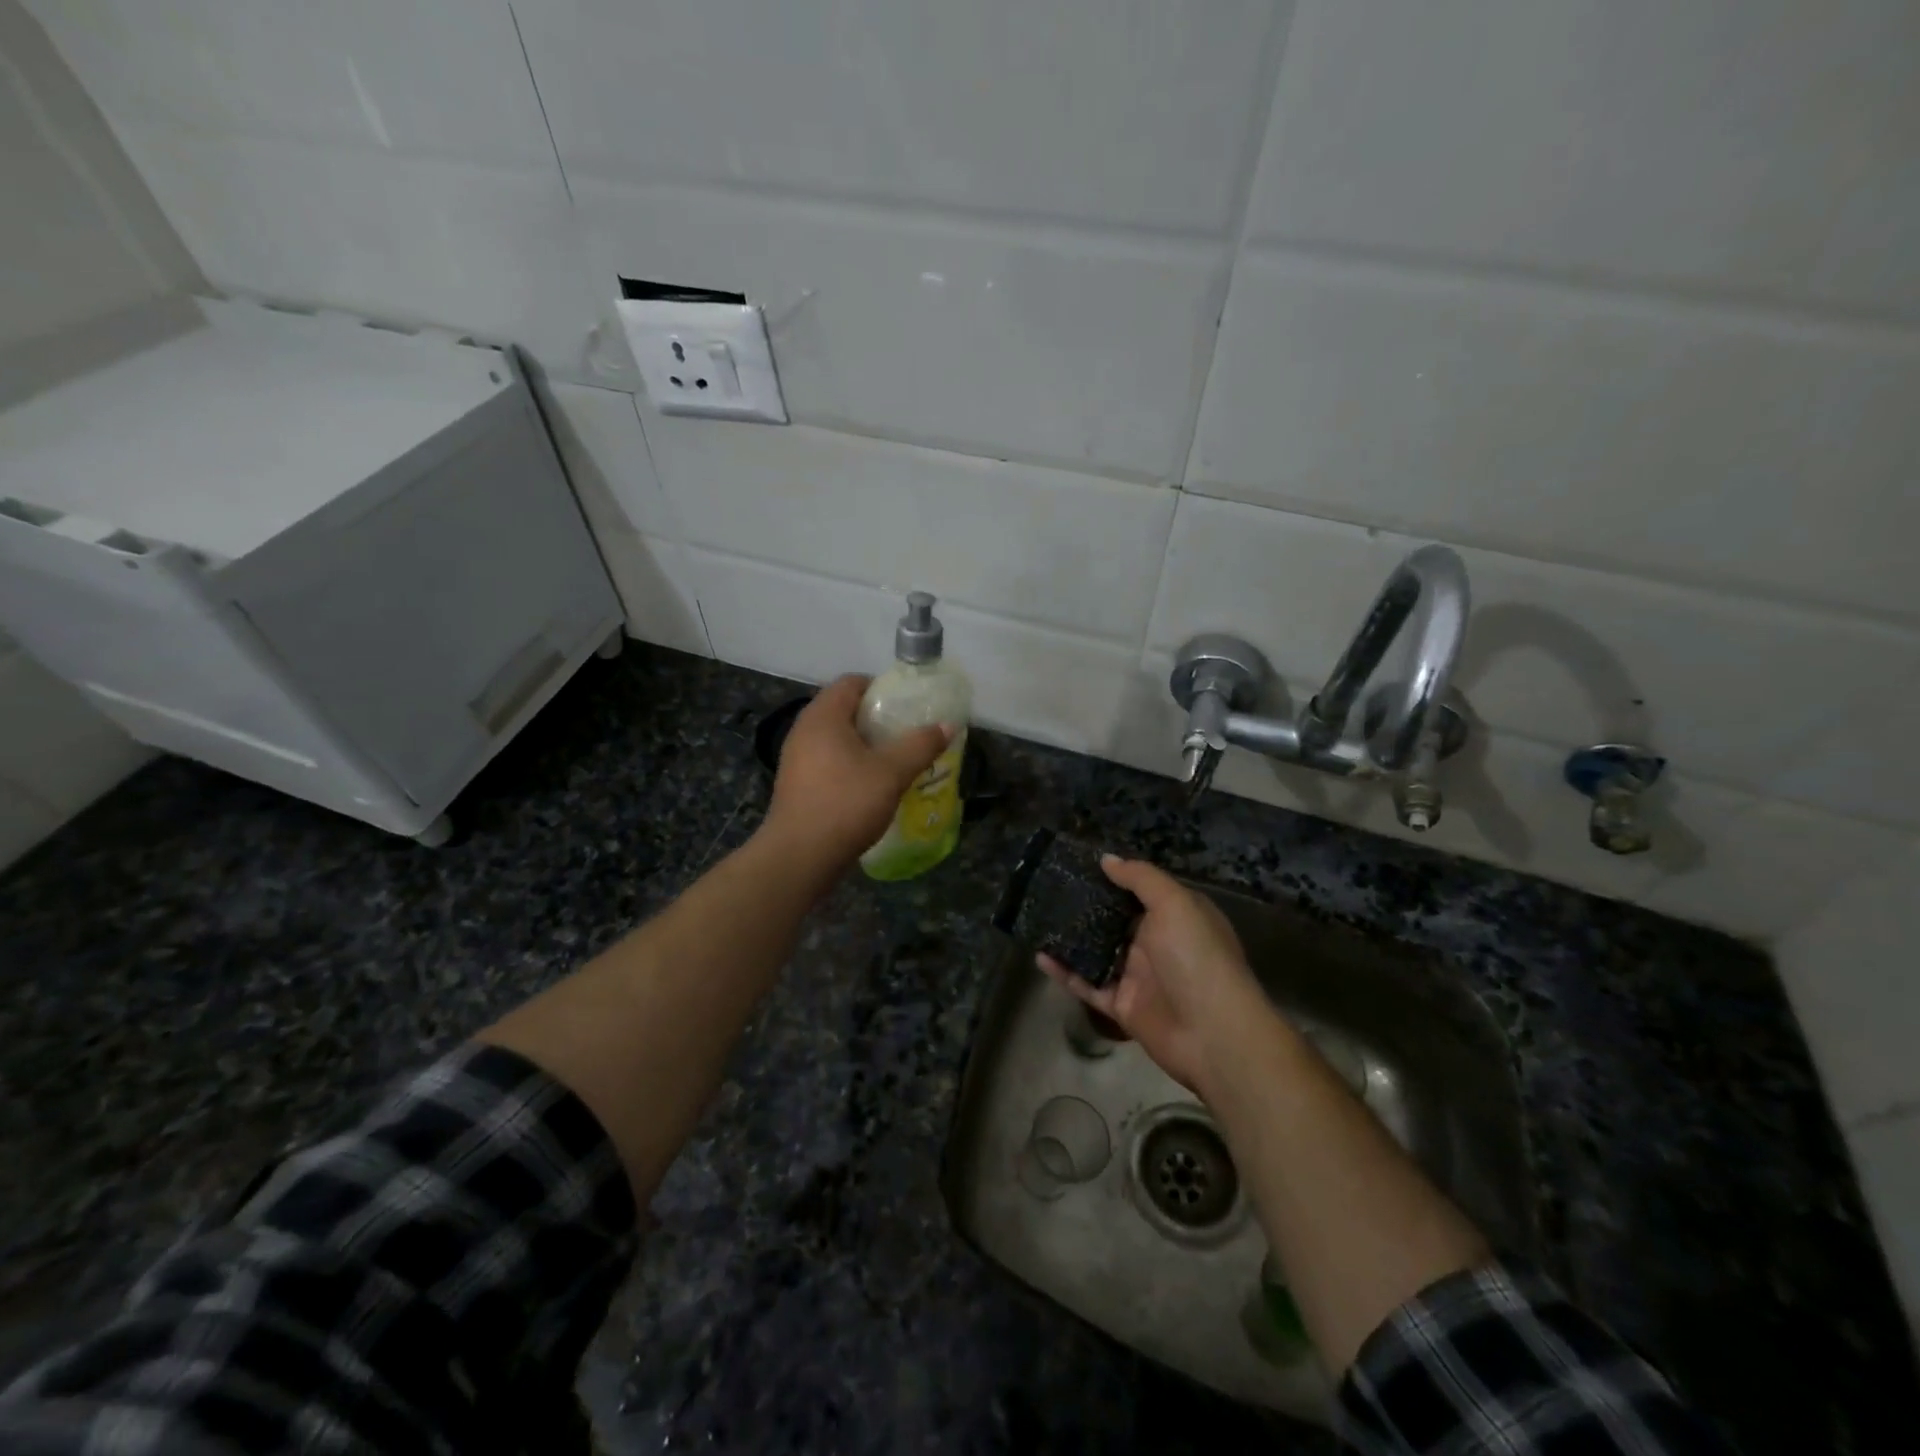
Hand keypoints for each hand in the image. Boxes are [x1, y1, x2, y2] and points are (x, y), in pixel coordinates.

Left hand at [762, 675, 951, 871]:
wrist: (800, 856)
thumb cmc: (846, 803)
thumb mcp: (892, 773)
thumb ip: (920, 745)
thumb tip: (947, 726)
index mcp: (823, 716)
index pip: (852, 682)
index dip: (882, 688)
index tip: (908, 706)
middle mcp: (804, 730)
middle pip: (844, 710)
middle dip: (878, 719)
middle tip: (907, 734)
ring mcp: (796, 759)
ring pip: (837, 739)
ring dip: (866, 745)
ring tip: (895, 761)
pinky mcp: (797, 784)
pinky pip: (828, 761)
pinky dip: (851, 765)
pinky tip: (872, 787)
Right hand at [1040, 855, 1275, 1097]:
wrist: (1213, 1034)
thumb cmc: (1197, 957)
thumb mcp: (1175, 904)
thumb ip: (1140, 878)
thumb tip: (1107, 859)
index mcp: (1177, 916)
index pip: (1142, 891)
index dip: (1114, 878)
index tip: (1079, 864)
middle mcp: (1157, 943)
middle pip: (1115, 920)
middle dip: (1086, 906)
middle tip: (1049, 888)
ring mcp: (1138, 976)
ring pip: (1097, 952)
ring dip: (1071, 939)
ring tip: (1039, 918)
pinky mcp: (1121, 1005)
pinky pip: (1087, 984)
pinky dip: (1065, 972)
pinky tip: (1040, 956)